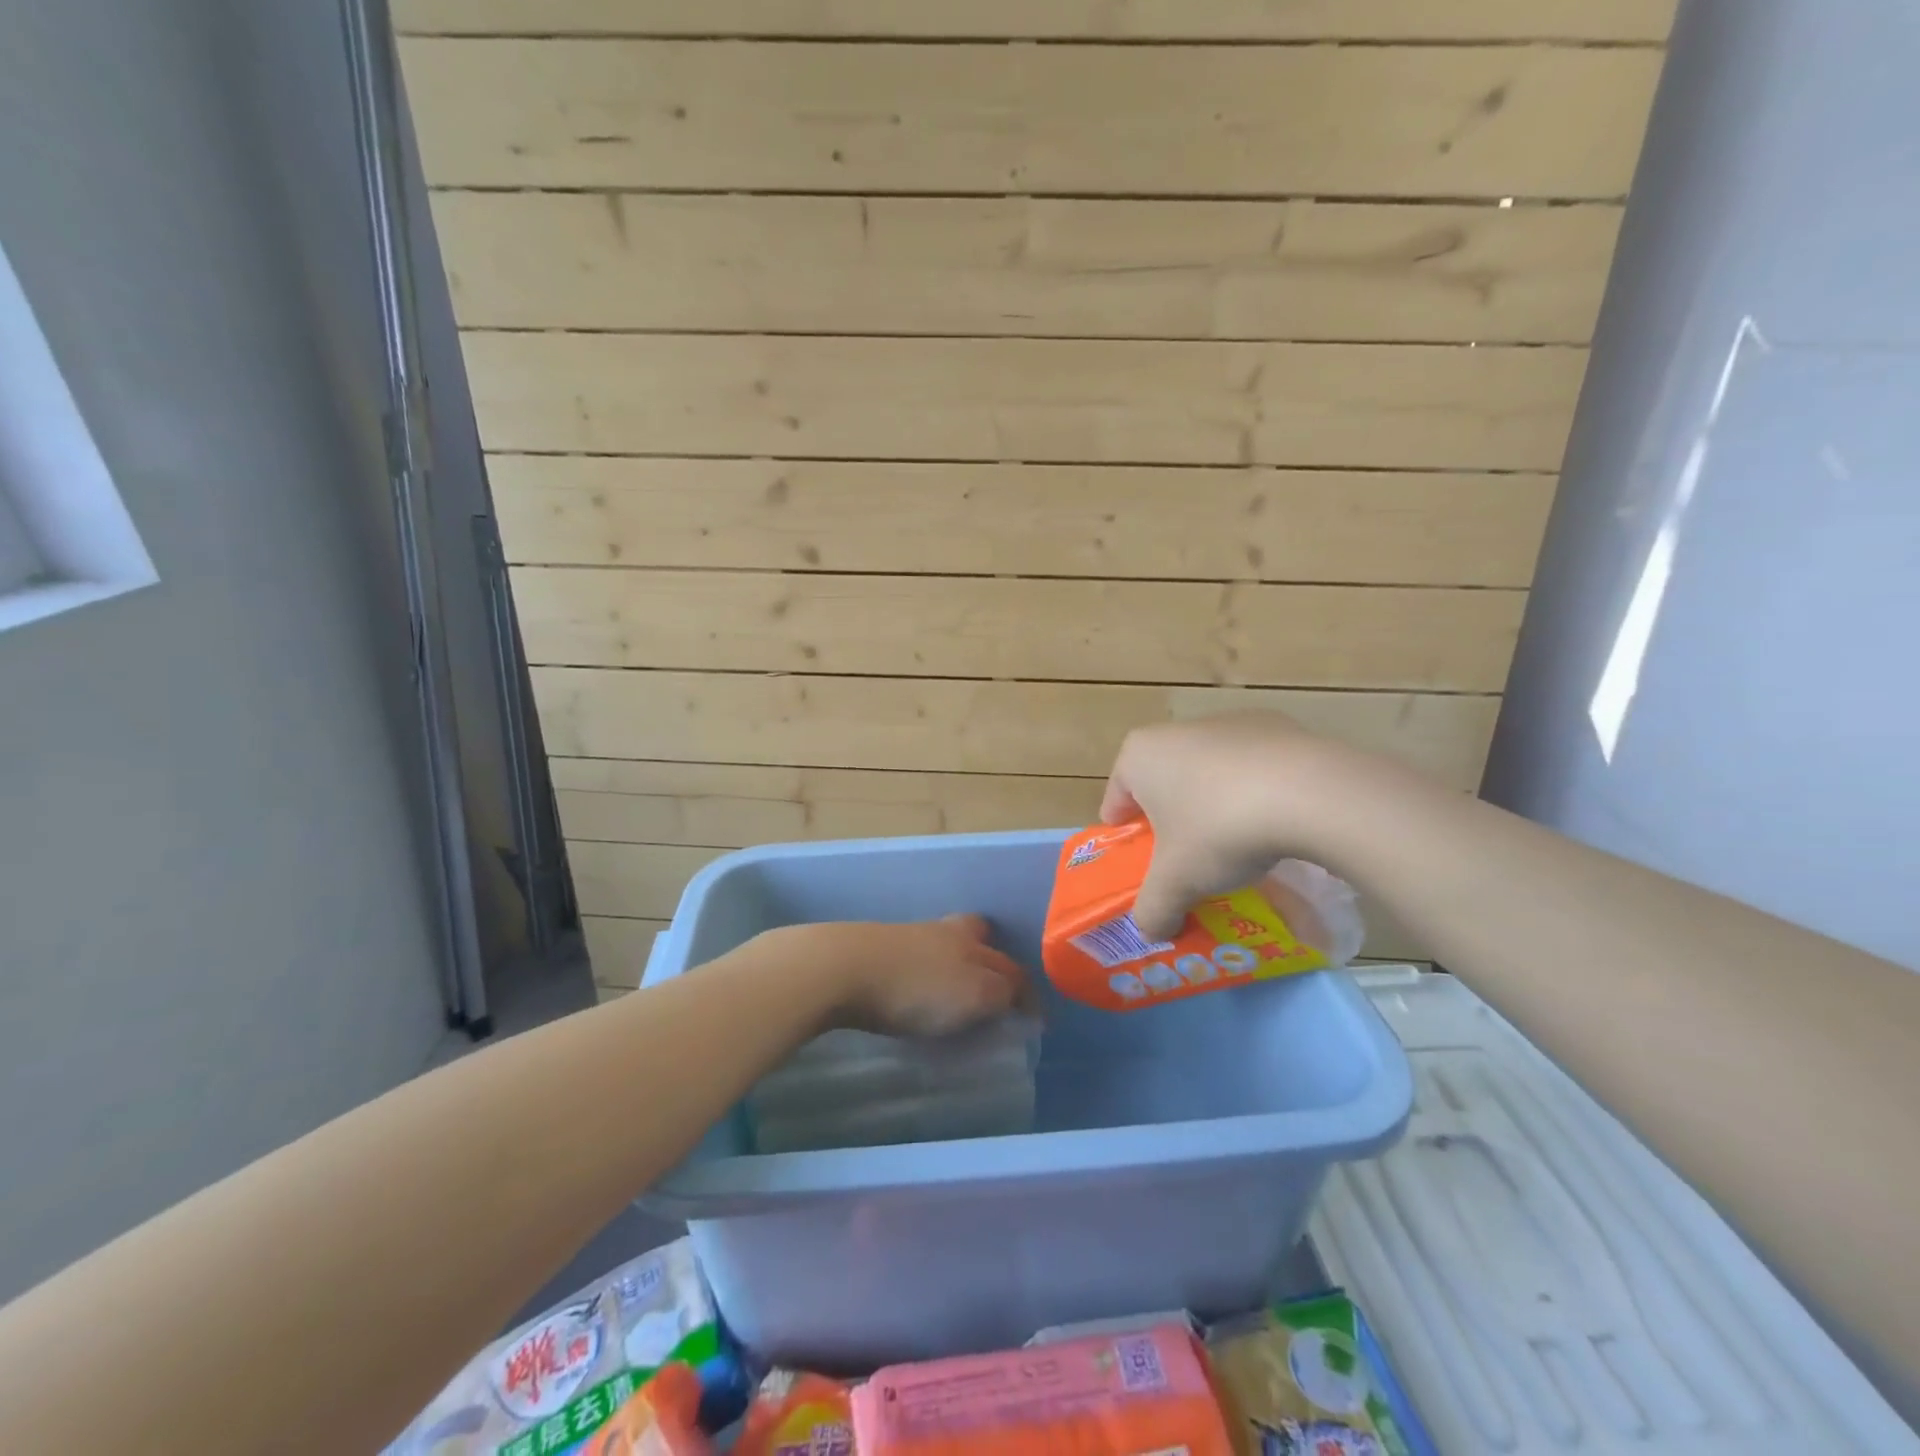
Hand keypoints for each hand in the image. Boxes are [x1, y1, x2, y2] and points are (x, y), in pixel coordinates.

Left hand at [764, 915, 1029, 1037]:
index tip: (1031, 1016)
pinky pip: (913, 958)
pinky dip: (923, 972)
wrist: (841, 968)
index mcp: (970, 941)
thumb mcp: (972, 995)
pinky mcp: (875, 949)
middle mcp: (943, 932)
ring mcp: (906, 936)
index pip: (1009, 964)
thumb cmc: (914, 987)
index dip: (1024, 990)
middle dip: (989, 955)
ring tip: (954, 991)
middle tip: (992, 985)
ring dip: (953, 963)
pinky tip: (915, 990)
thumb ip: (1000, 993)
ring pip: (942, 944)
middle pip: (975, 934)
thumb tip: (1016, 997)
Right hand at [1101, 713, 1339, 937]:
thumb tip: (1152, 930)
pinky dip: (1255, 792)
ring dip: (1214, 804)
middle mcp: (1177, 730)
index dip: (1125, 833)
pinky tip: (1275, 824)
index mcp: (1140, 755)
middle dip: (1172, 819)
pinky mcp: (1277, 726)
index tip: (1139, 860)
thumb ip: (1153, 908)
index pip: (1117, 798)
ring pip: (1209, 772)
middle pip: (1163, 783)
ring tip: (1236, 846)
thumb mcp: (1177, 882)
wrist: (1310, 794)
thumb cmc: (1218, 830)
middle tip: (1186, 860)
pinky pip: (1253, 767)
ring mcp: (1230, 722)